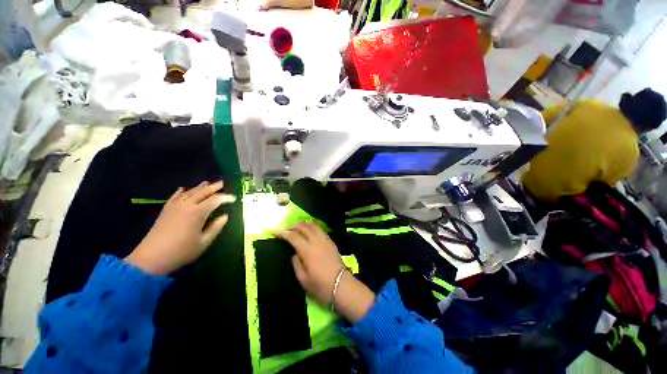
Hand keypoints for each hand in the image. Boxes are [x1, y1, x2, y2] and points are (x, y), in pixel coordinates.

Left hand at [125, 181, 235, 275]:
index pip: (215, 200)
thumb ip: (216, 228)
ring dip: (199, 187)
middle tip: (222, 183)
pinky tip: (183, 189)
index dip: (226, 198)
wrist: (151, 258)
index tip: (234, 198)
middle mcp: (186, 206)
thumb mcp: (204, 242)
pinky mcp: (165, 210)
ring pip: (189, 192)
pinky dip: (180, 192)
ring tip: (207, 183)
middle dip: (213, 187)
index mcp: (198, 213)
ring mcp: (174, 207)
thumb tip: (225, 216)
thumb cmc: (181, 251)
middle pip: (202, 192)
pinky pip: (174, 197)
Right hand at [277, 222, 374, 321]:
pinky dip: (312, 226)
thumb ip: (296, 263)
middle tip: (285, 230)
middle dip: (292, 226)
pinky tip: (309, 230)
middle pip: (303, 227)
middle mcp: (316, 241)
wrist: (341, 284)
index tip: (275, 232)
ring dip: (303, 224)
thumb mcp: (303, 279)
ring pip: (312, 225)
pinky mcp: (330, 241)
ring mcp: (325, 239)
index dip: (283, 233)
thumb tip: (295, 253)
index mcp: (307, 250)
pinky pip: (320, 229)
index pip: (293, 236)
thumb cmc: (321, 285)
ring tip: (296, 228)